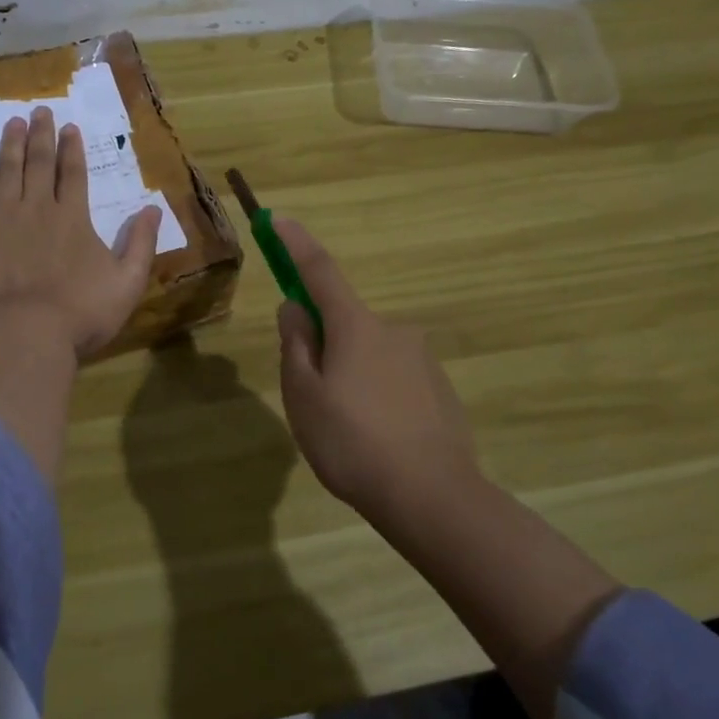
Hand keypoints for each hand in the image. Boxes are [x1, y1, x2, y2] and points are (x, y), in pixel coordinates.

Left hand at [0, 106, 161, 357]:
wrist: (30, 331)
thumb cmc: (83, 311)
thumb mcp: (128, 281)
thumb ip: (142, 243)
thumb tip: (153, 208)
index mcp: (73, 218)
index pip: (74, 174)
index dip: (73, 150)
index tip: (70, 127)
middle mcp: (38, 208)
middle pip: (40, 164)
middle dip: (41, 136)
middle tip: (39, 111)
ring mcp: (1, 218)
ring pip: (6, 172)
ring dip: (10, 145)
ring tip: (11, 122)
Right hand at [273, 218, 478, 521]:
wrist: (434, 498)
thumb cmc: (354, 443)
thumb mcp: (304, 396)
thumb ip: (296, 345)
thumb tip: (295, 309)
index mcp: (355, 326)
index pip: (319, 271)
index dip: (296, 244)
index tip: (279, 220)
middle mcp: (393, 330)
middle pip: (343, 323)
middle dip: (322, 345)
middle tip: (312, 399)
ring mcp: (421, 359)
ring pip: (368, 355)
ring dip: (350, 375)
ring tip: (347, 432)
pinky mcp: (440, 389)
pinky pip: (394, 378)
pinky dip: (377, 395)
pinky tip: (378, 439)